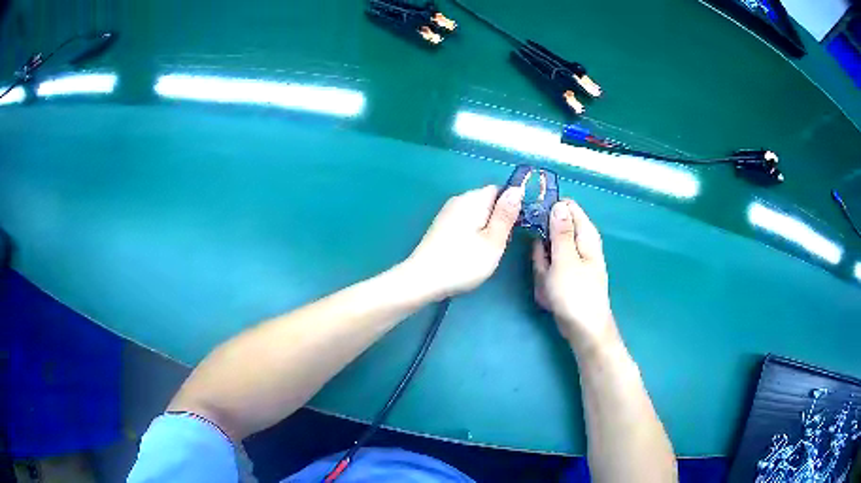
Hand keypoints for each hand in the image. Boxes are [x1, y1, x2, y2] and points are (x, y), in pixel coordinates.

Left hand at [405, 185, 523, 299]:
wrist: (422, 280)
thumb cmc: (463, 262)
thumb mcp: (493, 240)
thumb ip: (506, 214)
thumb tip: (517, 188)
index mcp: (473, 199)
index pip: (499, 190)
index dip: (511, 206)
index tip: (513, 228)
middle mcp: (458, 200)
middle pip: (487, 201)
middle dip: (498, 219)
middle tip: (499, 244)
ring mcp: (447, 213)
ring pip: (476, 214)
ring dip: (485, 229)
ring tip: (484, 251)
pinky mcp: (440, 227)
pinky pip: (464, 223)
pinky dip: (472, 234)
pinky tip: (469, 253)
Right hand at [532, 199, 616, 350]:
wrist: (582, 329)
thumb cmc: (576, 294)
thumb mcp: (565, 259)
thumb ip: (561, 231)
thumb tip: (559, 203)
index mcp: (585, 235)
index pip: (567, 207)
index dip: (549, 208)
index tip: (533, 218)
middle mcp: (580, 244)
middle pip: (553, 231)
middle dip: (542, 247)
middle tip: (543, 264)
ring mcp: (571, 261)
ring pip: (547, 252)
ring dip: (542, 267)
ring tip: (548, 284)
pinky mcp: (564, 276)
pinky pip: (548, 269)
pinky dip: (545, 280)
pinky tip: (549, 294)